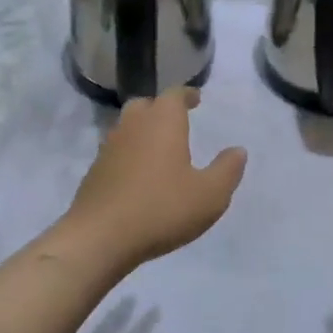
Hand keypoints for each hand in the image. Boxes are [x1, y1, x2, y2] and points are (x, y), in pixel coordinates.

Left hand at [63, 89, 247, 271]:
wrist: (99, 237)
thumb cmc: (161, 208)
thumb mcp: (209, 195)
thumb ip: (227, 170)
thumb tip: (238, 150)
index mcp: (162, 121)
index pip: (174, 95)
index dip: (186, 95)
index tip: (196, 99)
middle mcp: (133, 125)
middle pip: (146, 105)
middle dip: (161, 108)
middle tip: (177, 121)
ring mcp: (109, 147)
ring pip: (128, 127)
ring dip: (143, 131)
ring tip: (159, 149)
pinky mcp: (94, 171)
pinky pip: (116, 152)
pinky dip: (129, 154)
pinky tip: (138, 175)